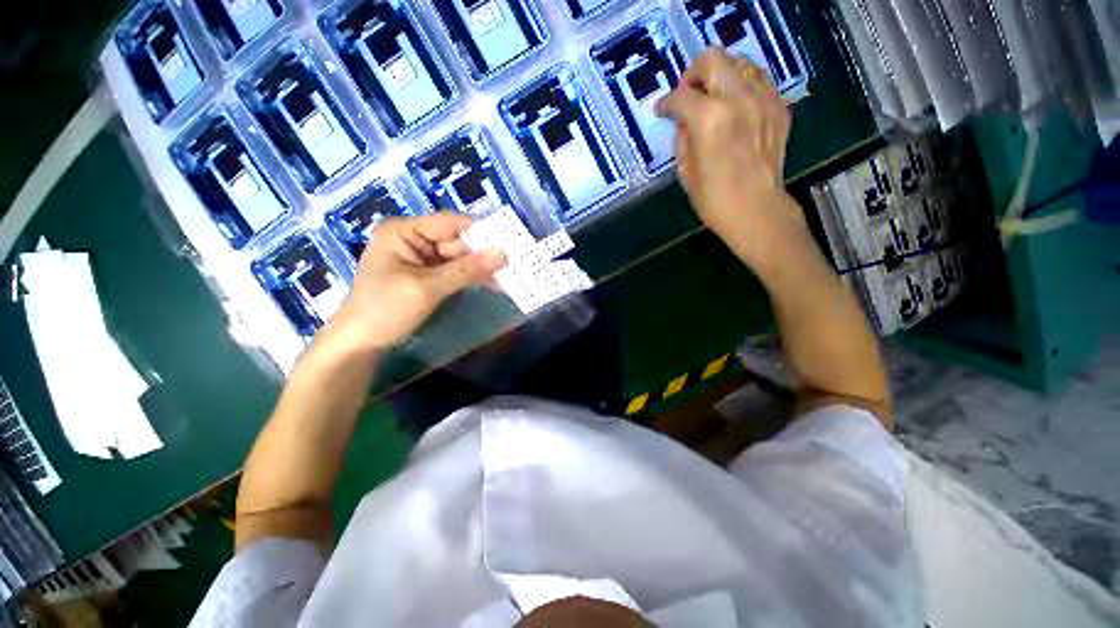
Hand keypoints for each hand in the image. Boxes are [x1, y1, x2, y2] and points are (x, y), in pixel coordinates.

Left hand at [324, 213, 504, 350]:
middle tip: (517, 261)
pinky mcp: (429, 276)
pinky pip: (456, 272)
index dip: (481, 231)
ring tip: (512, 274)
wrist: (362, 343)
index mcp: (404, 232)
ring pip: (460, 258)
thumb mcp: (427, 288)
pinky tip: (495, 283)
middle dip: (485, 253)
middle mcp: (414, 240)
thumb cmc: (385, 310)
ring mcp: (422, 259)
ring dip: (483, 267)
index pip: (450, 223)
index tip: (510, 240)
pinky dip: (474, 278)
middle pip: (457, 241)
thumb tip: (502, 254)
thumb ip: (465, 270)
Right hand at [655, 48, 809, 279]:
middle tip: (689, 95)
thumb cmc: (714, 200)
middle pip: (713, 59)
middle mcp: (738, 99)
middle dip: (694, 73)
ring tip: (713, 99)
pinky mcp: (778, 107)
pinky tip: (736, 108)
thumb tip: (684, 121)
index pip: (681, 95)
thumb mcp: (685, 172)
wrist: (757, 211)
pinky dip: (743, 87)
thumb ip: (682, 138)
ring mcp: (763, 100)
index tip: (662, 110)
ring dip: (721, 75)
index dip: (666, 102)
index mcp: (709, 119)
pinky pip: (759, 81)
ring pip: (739, 62)